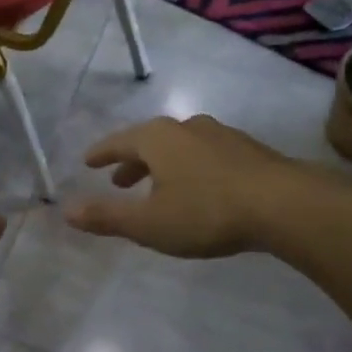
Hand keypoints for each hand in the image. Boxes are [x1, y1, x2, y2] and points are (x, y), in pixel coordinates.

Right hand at [66, 115, 314, 257]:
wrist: (285, 205)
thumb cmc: (206, 212)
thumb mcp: (148, 223)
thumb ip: (106, 216)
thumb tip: (66, 210)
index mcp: (157, 139)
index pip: (118, 142)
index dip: (101, 154)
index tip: (88, 162)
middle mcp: (186, 128)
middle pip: (149, 141)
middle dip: (131, 162)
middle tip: (119, 181)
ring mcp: (221, 135)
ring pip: (180, 147)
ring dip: (162, 165)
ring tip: (158, 186)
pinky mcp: (248, 150)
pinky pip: (205, 155)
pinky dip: (190, 168)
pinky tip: (200, 188)